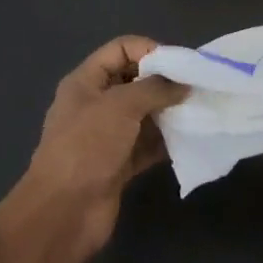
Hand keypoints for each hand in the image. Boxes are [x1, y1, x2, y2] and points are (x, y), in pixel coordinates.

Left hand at [20, 36, 186, 262]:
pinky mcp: (119, 165)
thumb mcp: (120, 106)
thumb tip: (183, 84)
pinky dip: (167, 141)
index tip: (181, 64)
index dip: (150, 50)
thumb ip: (155, 88)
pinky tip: (190, 139)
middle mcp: (96, 104)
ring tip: (199, 111)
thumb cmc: (87, 147)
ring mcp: (107, 136)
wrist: (63, 213)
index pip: (121, 49)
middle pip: (135, 81)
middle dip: (165, 82)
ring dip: (169, 113)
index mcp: (86, 82)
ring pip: (144, 114)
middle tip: (197, 87)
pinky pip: (148, 144)